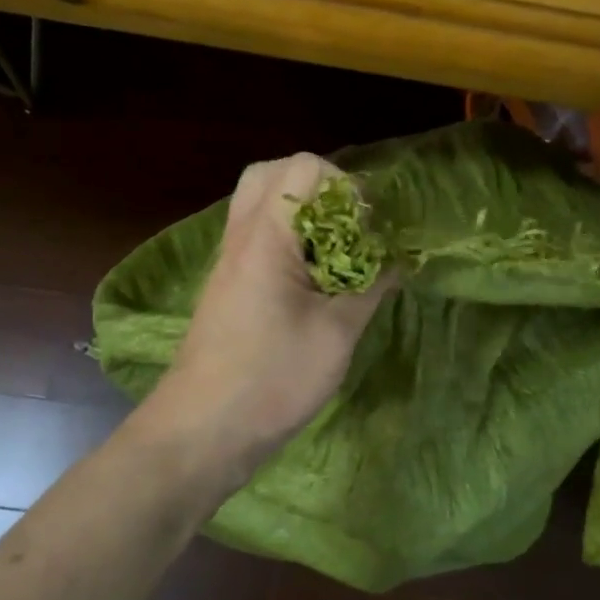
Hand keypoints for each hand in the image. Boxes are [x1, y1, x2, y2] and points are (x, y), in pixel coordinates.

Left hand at [140, 153, 391, 487]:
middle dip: (321, 190)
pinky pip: (258, 234)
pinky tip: (315, 278)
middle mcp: (242, 235)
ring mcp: (230, 259)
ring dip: (304, 214)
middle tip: (351, 228)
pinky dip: (289, 238)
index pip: (304, 168)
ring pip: (261, 203)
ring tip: (337, 251)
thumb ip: (370, 287)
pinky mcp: (228, 284)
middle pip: (274, 173)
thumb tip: (398, 260)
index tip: (369, 231)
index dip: (347, 188)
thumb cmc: (272, 379)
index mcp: (267, 236)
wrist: (201, 431)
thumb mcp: (336, 334)